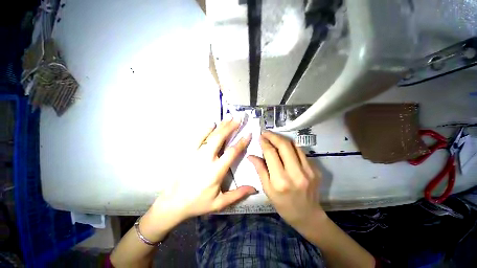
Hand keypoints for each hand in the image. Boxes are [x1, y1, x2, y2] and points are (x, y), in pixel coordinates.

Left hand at [150, 115, 256, 222]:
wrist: (173, 203)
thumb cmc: (198, 203)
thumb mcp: (220, 203)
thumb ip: (238, 194)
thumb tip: (254, 188)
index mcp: (216, 171)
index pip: (232, 152)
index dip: (241, 142)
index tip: (248, 133)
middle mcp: (206, 159)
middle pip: (220, 138)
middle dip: (230, 127)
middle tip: (238, 118)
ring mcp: (195, 154)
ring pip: (210, 135)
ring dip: (220, 126)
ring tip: (228, 118)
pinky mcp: (187, 153)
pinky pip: (197, 138)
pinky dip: (205, 130)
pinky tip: (211, 124)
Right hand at [248, 131, 324, 228]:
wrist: (307, 215)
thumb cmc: (283, 204)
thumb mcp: (267, 189)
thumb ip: (260, 169)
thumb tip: (251, 155)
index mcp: (280, 180)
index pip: (271, 153)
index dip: (264, 142)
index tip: (260, 137)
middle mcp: (295, 173)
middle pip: (284, 145)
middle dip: (273, 136)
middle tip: (266, 133)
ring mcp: (308, 170)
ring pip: (294, 146)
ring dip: (283, 139)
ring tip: (274, 137)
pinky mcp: (316, 169)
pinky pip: (301, 152)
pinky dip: (292, 146)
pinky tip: (285, 147)